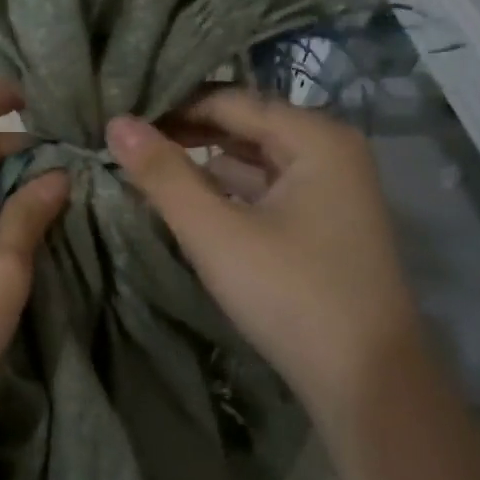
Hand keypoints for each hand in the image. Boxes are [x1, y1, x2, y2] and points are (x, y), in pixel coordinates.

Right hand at [105, 89, 419, 416]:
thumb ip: (164, 175)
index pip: (230, 101)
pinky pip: (265, 193)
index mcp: (315, 138)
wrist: (363, 377)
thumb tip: (116, 123)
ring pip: (254, 163)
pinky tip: (187, 203)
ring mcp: (330, 192)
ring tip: (144, 168)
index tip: (120, 119)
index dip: (172, 107)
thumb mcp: (215, 232)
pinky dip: (226, 193)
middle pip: (245, 128)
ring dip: (203, 166)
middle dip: (186, 134)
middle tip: (124, 144)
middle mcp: (330, 152)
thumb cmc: (289, 293)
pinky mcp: (322, 227)